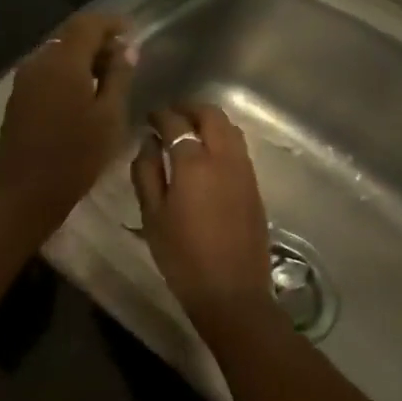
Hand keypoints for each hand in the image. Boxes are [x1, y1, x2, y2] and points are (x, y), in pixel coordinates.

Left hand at [0, 12, 133, 224]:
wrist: (23, 193)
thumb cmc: (75, 156)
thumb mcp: (109, 117)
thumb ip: (119, 77)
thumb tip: (126, 48)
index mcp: (63, 61)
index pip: (87, 23)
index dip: (111, 23)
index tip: (132, 32)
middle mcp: (39, 62)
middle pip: (70, 37)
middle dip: (98, 42)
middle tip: (124, 60)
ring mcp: (24, 80)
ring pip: (57, 55)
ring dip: (82, 59)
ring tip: (108, 80)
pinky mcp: (18, 98)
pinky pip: (46, 72)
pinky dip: (67, 74)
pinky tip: (84, 95)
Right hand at [131, 103, 274, 324]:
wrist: (231, 292)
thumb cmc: (182, 256)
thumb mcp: (152, 216)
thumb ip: (146, 173)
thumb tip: (149, 143)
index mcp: (194, 163)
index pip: (176, 123)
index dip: (160, 115)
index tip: (149, 118)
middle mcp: (224, 158)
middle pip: (212, 115)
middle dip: (190, 108)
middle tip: (171, 115)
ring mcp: (244, 171)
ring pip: (230, 129)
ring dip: (209, 122)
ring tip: (189, 132)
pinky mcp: (255, 187)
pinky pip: (239, 149)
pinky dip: (222, 139)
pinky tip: (207, 156)